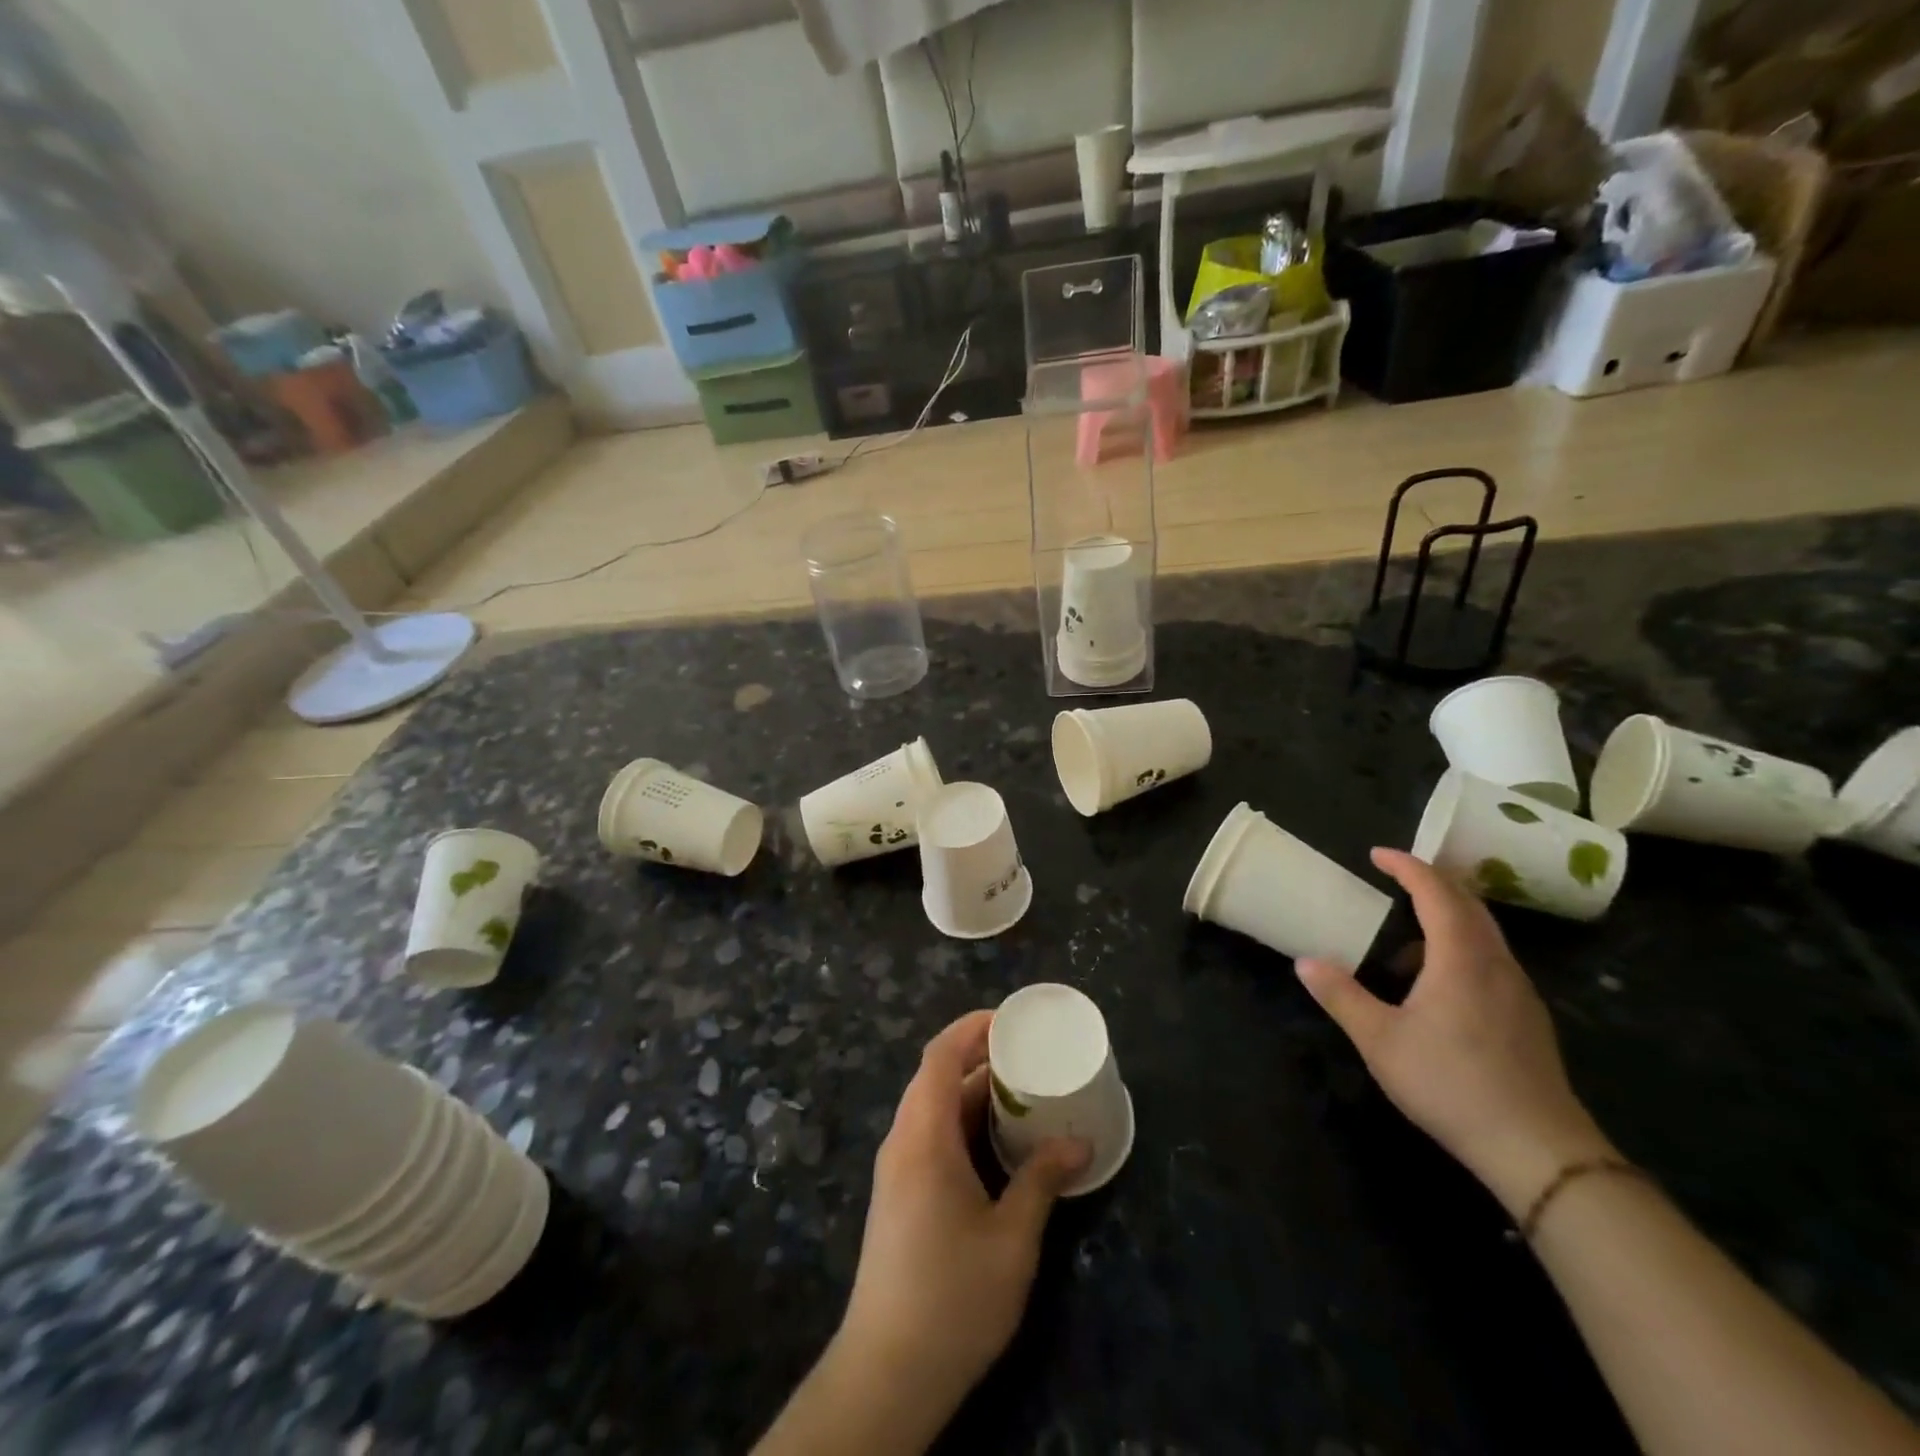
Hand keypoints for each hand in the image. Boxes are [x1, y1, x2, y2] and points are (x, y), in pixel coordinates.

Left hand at [839, 1011, 1089, 1418]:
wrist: (888, 1372)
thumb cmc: (953, 1296)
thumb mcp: (1011, 1238)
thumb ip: (1042, 1181)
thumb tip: (1079, 1145)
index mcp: (923, 1136)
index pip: (939, 1056)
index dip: (970, 1027)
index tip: (1010, 1020)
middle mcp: (903, 1141)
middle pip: (935, 1077)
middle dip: (979, 1058)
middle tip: (1029, 1056)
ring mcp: (897, 1169)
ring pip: (932, 1108)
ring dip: (972, 1093)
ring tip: (1023, 1093)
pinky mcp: (899, 1194)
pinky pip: (930, 1135)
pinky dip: (962, 1123)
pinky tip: (998, 1144)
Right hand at [1295, 848, 1614, 1214]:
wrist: (1538, 1150)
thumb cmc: (1450, 1084)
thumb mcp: (1379, 1040)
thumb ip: (1341, 996)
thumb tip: (1305, 962)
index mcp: (1461, 958)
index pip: (1436, 892)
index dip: (1407, 866)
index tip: (1377, 854)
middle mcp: (1496, 963)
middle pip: (1469, 903)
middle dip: (1432, 882)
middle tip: (1396, 878)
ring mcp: (1519, 990)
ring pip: (1485, 932)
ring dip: (1449, 916)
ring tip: (1408, 934)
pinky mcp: (1529, 1017)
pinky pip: (1493, 958)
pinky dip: (1463, 945)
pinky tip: (1439, 981)